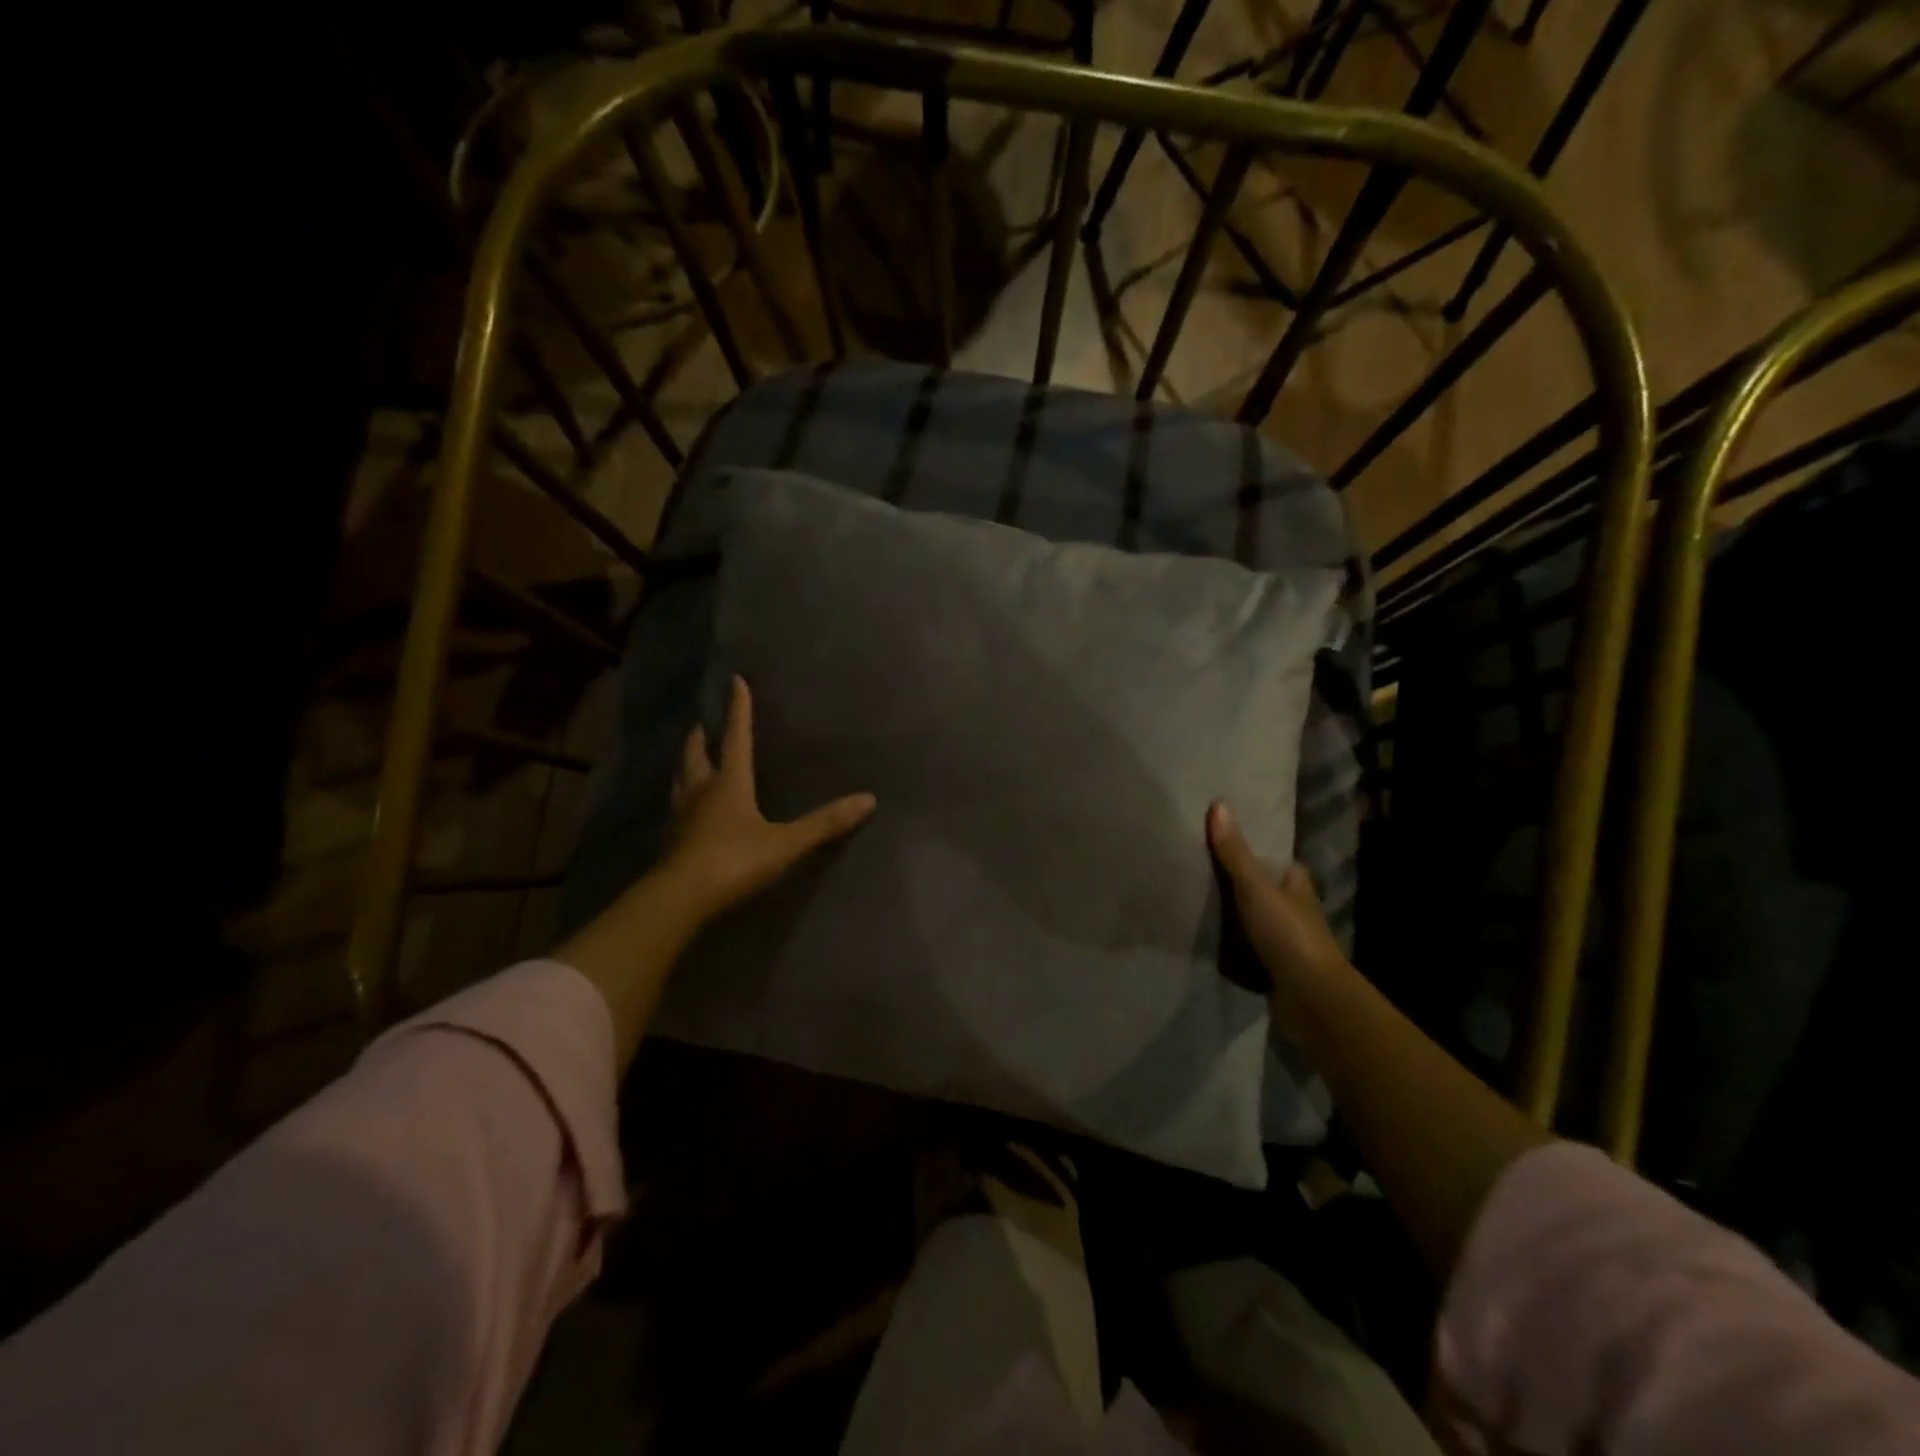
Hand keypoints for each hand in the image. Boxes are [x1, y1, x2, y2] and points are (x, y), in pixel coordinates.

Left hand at [664, 675, 876, 922]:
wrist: (680, 899)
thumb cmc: (734, 861)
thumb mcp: (786, 843)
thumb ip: (825, 823)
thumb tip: (869, 799)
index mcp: (729, 783)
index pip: (737, 737)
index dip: (739, 710)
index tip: (736, 681)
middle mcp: (701, 792)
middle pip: (696, 754)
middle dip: (701, 736)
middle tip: (703, 724)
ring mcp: (681, 817)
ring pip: (680, 780)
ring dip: (686, 765)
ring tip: (691, 760)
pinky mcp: (672, 841)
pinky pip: (676, 809)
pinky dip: (682, 799)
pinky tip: (688, 810)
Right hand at [1207, 800, 1349, 1035]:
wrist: (1311, 1000)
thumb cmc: (1288, 935)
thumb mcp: (1255, 887)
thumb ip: (1234, 852)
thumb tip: (1218, 804)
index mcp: (1297, 885)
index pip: (1278, 861)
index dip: (1256, 851)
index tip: (1224, 840)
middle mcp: (1295, 911)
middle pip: (1264, 889)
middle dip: (1240, 883)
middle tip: (1198, 868)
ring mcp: (1287, 942)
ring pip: (1255, 920)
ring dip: (1233, 916)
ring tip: (1194, 900)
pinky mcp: (1275, 969)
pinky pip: (1247, 949)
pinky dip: (1231, 945)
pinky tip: (1205, 938)